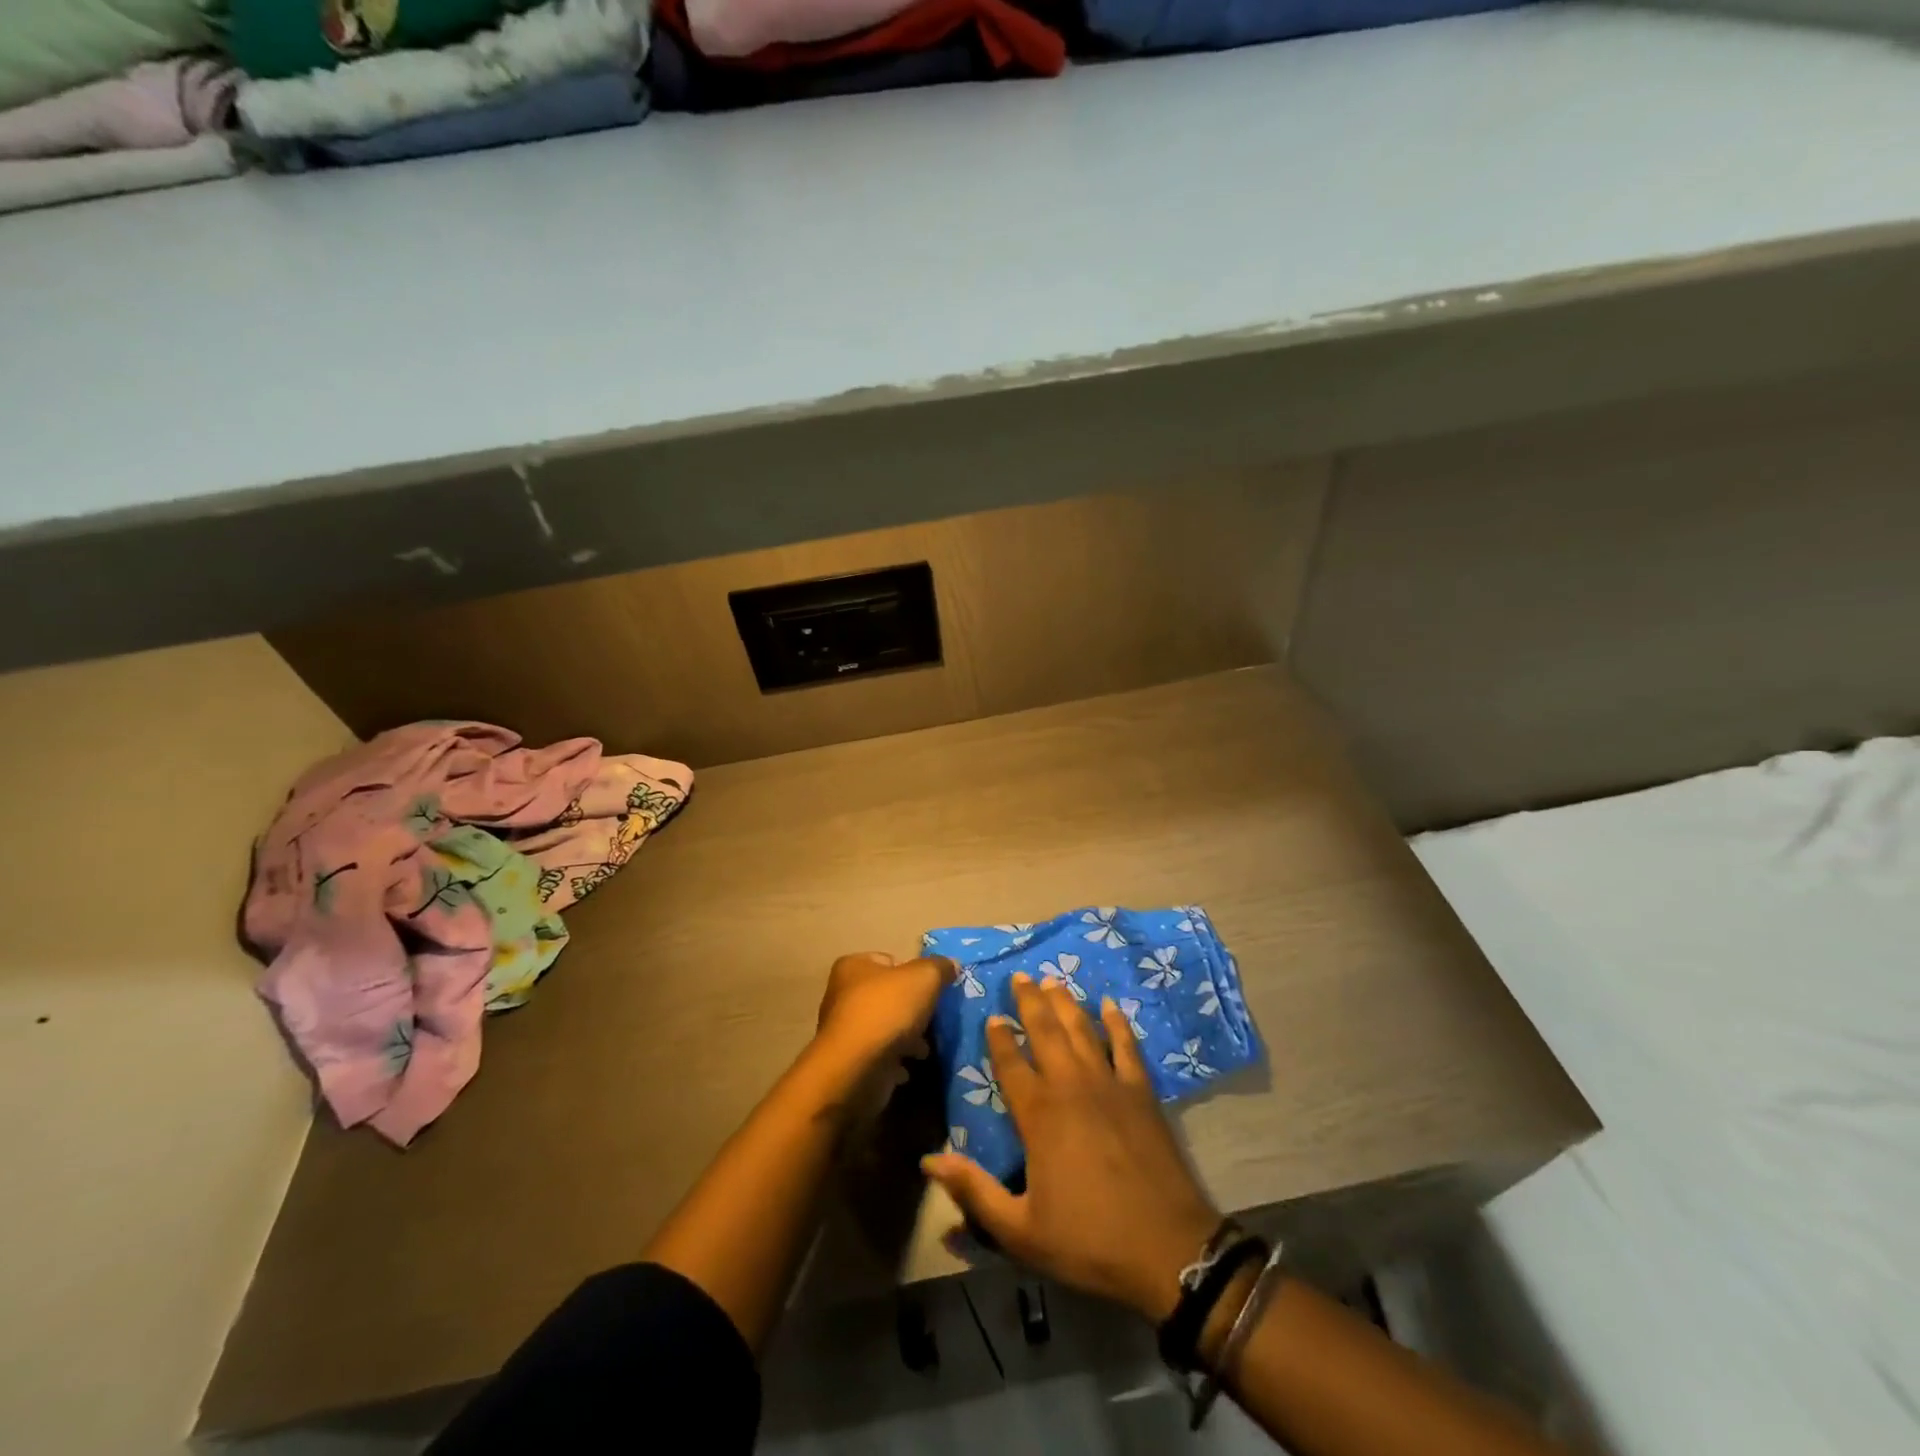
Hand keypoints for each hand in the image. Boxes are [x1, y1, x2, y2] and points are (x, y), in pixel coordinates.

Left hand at [814, 951, 954, 1073]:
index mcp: (854, 966)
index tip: (932, 990)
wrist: (856, 1069)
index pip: (891, 961)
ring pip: (886, 1027)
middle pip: (889, 996)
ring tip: (924, 1049)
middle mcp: (843, 994)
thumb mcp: (924, 978)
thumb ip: (939, 967)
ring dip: (907, 1038)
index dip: (914, 973)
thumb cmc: (887, 1011)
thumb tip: (951, 964)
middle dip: (913, 1010)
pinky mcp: (849, 1061)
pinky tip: (908, 1067)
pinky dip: (894, 1061)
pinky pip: (879, 1056)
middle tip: (932, 1020)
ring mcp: (844, 1030)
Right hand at [922, 974, 1221, 1322]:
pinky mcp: (1141, 1092)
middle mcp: (1071, 1086)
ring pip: (1082, 1029)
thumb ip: (973, 1192)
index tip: (992, 1017)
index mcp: (1039, 1114)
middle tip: (1020, 976)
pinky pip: (1127, 1046)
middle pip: (1046, 1031)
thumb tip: (929, 1160)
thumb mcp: (1020, 1231)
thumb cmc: (1089, 1240)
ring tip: (1053, 980)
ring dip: (1065, 1003)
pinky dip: (1117, 1023)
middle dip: (1030, 1002)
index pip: (1011, 1063)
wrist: (1168, 1249)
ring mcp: (1109, 1084)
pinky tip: (1109, 1005)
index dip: (1000, 1038)